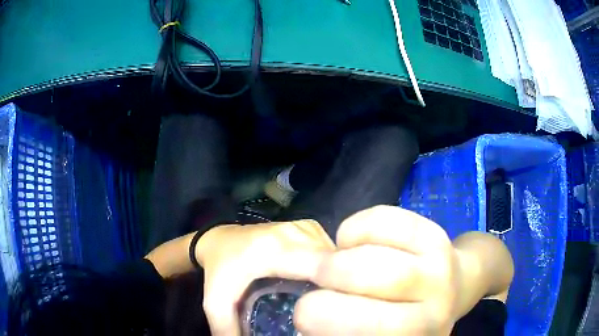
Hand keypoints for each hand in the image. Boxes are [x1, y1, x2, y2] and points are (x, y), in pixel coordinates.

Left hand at [196, 220, 334, 335]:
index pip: (321, 270)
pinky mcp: (310, 227)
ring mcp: (305, 227)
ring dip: (337, 275)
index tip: (332, 310)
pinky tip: (325, 280)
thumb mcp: (216, 302)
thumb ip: (227, 328)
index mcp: (275, 249)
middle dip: (337, 286)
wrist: (218, 239)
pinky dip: (333, 265)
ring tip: (329, 296)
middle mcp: (296, 233)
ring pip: (336, 254)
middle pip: (334, 262)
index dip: (333, 292)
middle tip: (331, 307)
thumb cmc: (219, 270)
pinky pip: (332, 249)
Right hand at [294, 206, 461, 335]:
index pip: (355, 335)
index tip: (304, 316)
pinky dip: (356, 228)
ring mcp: (437, 272)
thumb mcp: (373, 329)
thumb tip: (294, 305)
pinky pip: (387, 223)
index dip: (315, 321)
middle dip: (324, 288)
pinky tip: (351, 240)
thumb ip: (338, 322)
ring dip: (336, 261)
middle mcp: (429, 316)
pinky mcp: (437, 236)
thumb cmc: (405, 315)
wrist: (455, 287)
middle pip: (363, 302)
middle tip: (312, 283)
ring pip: (374, 263)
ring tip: (330, 264)